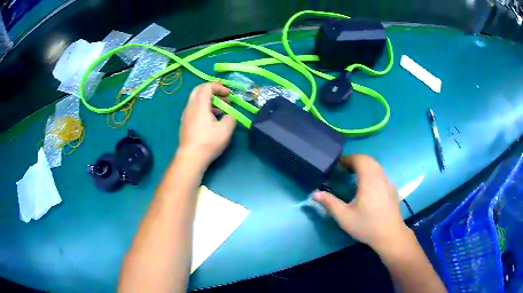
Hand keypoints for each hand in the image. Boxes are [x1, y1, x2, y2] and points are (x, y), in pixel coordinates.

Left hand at [178, 82, 236, 166]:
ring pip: (196, 100)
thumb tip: (229, 116)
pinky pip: (194, 109)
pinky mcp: (185, 124)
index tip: (229, 94)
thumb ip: (231, 118)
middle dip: (212, 89)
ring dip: (208, 100)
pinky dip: (204, 108)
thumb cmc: (208, 142)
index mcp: (199, 105)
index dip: (219, 87)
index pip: (207, 87)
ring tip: (221, 109)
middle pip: (198, 90)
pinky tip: (212, 119)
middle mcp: (190, 107)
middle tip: (223, 95)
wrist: (190, 158)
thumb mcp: (226, 130)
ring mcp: (186, 116)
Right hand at [313, 155, 409, 252]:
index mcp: (369, 180)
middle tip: (343, 170)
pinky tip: (366, 188)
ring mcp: (388, 183)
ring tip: (353, 177)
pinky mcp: (392, 190)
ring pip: (376, 166)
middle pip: (368, 160)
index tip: (337, 166)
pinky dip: (371, 174)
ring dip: (364, 167)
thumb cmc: (367, 225)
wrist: (390, 235)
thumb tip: (315, 194)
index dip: (347, 159)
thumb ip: (330, 203)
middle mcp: (380, 177)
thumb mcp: (344, 216)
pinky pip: (380, 174)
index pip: (359, 159)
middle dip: (355, 161)